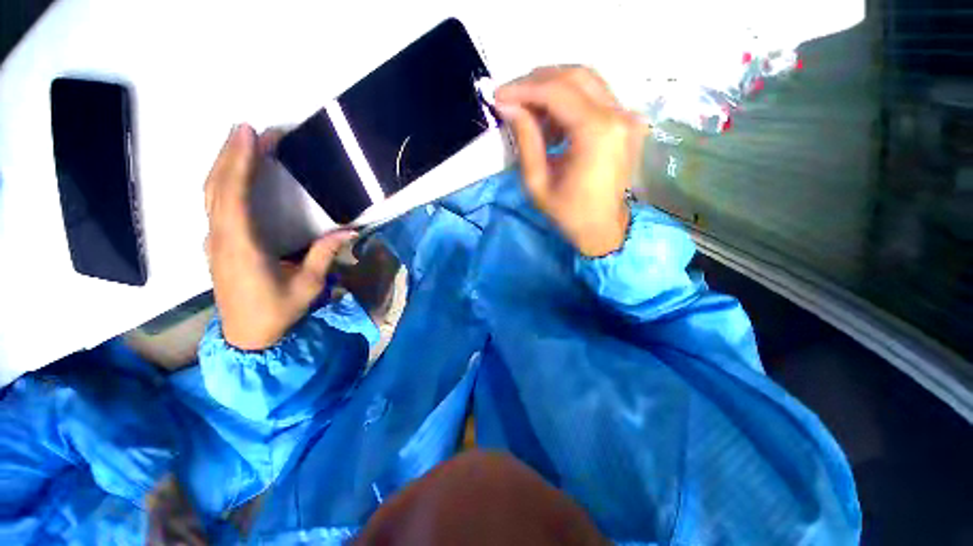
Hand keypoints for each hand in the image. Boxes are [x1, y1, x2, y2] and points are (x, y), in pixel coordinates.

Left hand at [204, 125, 355, 349]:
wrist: (246, 336)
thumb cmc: (277, 311)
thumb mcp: (308, 285)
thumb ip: (324, 254)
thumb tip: (350, 231)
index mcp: (242, 247)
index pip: (235, 196)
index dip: (241, 162)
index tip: (251, 135)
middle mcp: (221, 238)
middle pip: (217, 188)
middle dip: (230, 154)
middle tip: (247, 129)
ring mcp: (213, 241)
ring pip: (210, 195)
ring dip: (223, 165)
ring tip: (239, 142)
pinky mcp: (215, 245)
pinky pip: (212, 206)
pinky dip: (221, 182)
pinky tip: (232, 173)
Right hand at [494, 67, 644, 256]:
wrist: (603, 229)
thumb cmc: (568, 213)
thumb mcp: (537, 182)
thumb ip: (525, 139)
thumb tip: (508, 105)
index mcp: (596, 133)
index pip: (557, 91)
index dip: (523, 88)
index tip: (498, 95)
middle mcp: (618, 115)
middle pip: (574, 75)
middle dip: (537, 81)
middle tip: (512, 97)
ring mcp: (627, 116)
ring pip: (586, 81)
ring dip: (553, 88)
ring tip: (529, 112)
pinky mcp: (627, 122)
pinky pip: (595, 96)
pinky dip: (569, 100)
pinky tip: (553, 122)